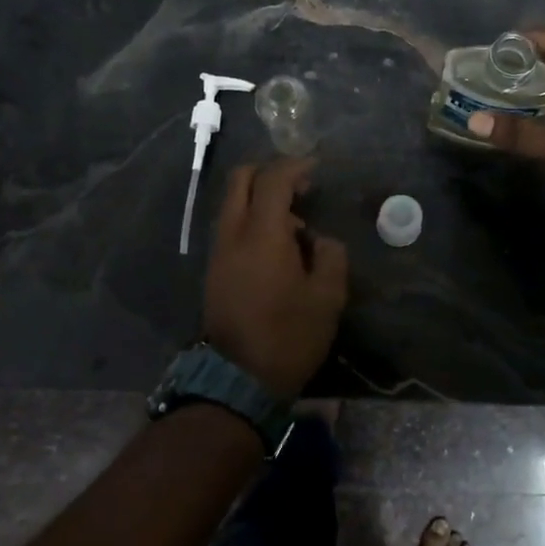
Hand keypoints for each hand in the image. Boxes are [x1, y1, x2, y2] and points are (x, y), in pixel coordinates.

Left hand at [203, 156, 348, 397]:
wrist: (238, 380)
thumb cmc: (289, 336)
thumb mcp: (327, 298)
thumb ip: (330, 256)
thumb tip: (319, 240)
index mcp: (262, 234)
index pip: (273, 179)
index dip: (295, 166)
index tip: (316, 168)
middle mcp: (233, 233)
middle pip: (241, 179)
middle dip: (270, 172)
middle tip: (300, 186)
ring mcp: (219, 251)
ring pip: (233, 203)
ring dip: (261, 198)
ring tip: (295, 224)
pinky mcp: (214, 269)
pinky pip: (231, 226)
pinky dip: (252, 219)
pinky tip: (277, 245)